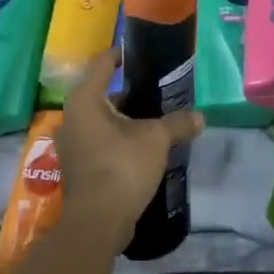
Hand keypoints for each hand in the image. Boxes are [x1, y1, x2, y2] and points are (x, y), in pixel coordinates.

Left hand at [53, 50, 203, 253]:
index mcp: (85, 99)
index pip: (103, 63)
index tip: (140, 52)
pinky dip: (119, 139)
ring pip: (102, 120)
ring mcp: (73, 144)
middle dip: (130, 92)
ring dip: (126, 119)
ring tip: (156, 119)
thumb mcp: (156, 139)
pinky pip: (101, 141)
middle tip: (158, 91)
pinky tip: (143, 146)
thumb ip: (178, 123)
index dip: (122, 55)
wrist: (98, 221)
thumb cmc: (122, 166)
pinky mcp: (79, 166)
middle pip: (103, 94)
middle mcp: (73, 117)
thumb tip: (201, 118)